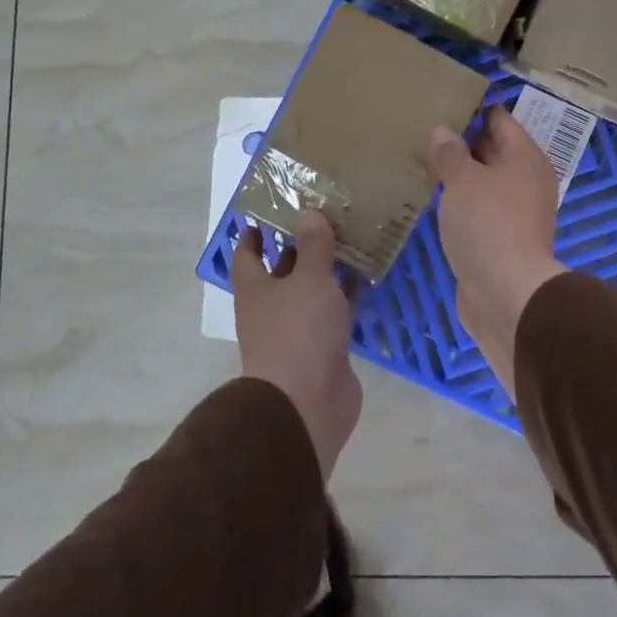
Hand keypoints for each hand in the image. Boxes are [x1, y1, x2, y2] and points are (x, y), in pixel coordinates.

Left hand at [232, 214, 362, 480]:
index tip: (268, 213)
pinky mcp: (324, 350)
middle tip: (326, 219)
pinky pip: (336, 314)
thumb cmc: (298, 332)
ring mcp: (298, 332)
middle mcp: (272, 309)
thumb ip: (313, 246)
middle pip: (283, 273)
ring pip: (313, 293)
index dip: (255, 235)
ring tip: (353, 241)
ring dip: (329, 272)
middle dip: (301, 249)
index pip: (247, 255)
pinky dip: (348, 297)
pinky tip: (369, 278)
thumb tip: (308, 212)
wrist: (306, 404)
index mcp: (256, 290)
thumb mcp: (309, 279)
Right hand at [428, 108, 567, 399]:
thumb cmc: (488, 223)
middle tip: (427, 129)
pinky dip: (463, 202)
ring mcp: (517, 213)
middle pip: (495, 151)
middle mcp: (527, 181)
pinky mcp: (503, 239)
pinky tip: (437, 200)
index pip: (501, 120)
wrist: (506, 293)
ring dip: (462, 175)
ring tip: (426, 161)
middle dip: (465, 141)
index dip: (475, 109)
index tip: (445, 100)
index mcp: (526, 158)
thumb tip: (444, 130)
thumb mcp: (463, 180)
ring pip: (487, 182)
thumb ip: (451, 153)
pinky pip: (481, 209)